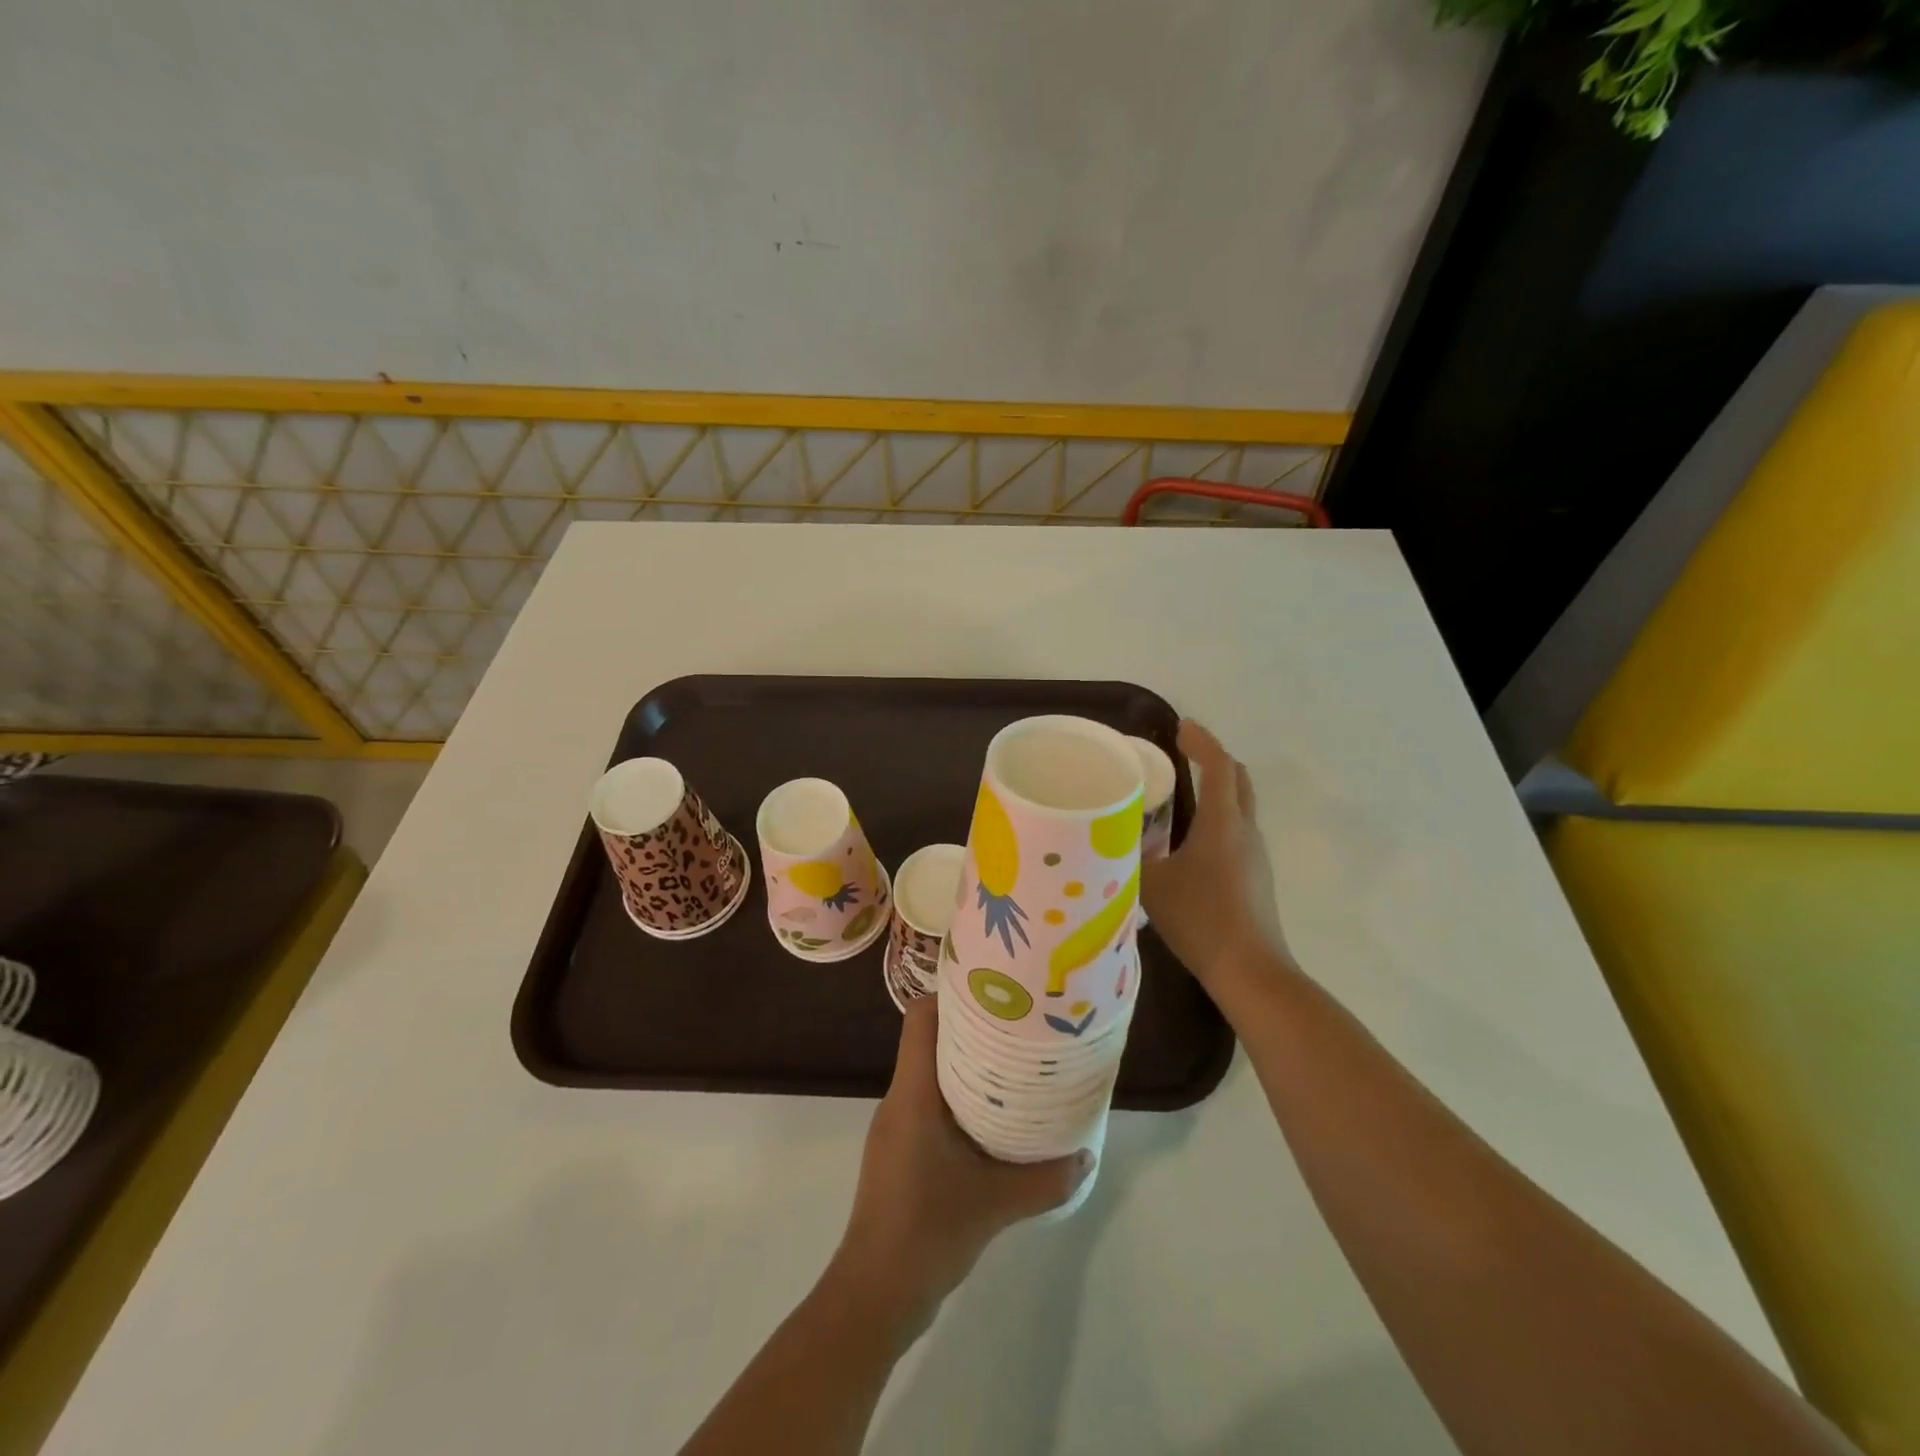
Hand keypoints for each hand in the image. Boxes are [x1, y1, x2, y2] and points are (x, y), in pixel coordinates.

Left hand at [829, 999, 1092, 1338]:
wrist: (876, 1294)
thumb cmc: (927, 1231)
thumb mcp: (996, 1204)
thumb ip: (1045, 1179)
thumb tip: (1088, 1154)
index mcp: (913, 1093)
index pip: (920, 1018)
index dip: (951, 995)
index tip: (992, 993)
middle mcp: (900, 1099)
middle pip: (929, 1041)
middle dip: (971, 1029)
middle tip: (1017, 1027)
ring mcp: (896, 1127)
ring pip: (930, 1075)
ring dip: (966, 1067)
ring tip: (1012, 1068)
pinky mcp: (899, 1152)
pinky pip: (929, 1106)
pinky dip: (958, 1100)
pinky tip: (992, 1121)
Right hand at [1141, 720, 1289, 994]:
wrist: (1250, 970)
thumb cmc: (1200, 919)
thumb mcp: (1152, 884)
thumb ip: (1131, 855)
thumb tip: (1113, 835)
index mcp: (1223, 823)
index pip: (1218, 766)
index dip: (1201, 741)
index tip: (1182, 726)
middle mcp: (1245, 830)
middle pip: (1237, 779)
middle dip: (1213, 759)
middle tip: (1182, 753)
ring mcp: (1256, 854)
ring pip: (1240, 805)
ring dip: (1216, 788)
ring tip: (1181, 792)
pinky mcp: (1257, 875)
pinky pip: (1237, 829)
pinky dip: (1218, 816)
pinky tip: (1191, 838)